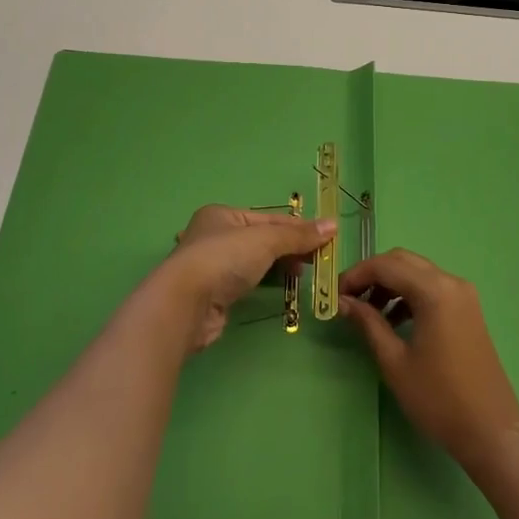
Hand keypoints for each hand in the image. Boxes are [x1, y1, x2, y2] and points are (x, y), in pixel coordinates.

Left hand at [154, 205, 335, 351]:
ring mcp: (213, 266)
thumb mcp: (266, 240)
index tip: (327, 239)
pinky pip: (247, 282)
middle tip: (318, 260)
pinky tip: (282, 288)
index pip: (270, 218)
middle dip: (290, 248)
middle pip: (262, 240)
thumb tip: (333, 226)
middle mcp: (215, 236)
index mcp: (223, 215)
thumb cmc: (224, 259)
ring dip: (280, 267)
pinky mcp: (214, 294)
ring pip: (255, 262)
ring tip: (304, 275)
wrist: (185, 304)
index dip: (299, 228)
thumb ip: (298, 235)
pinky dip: (266, 283)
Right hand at [341, 249, 518, 475]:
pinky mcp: (468, 309)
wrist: (491, 431)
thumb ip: (368, 323)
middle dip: (372, 274)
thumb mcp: (395, 361)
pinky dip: (409, 295)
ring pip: (417, 273)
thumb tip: (342, 301)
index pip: (386, 265)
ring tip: (367, 313)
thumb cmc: (438, 398)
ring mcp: (463, 294)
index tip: (334, 293)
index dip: (356, 275)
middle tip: (348, 298)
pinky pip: (432, 288)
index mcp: (434, 291)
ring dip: (390, 284)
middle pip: (403, 261)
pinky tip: (393, 320)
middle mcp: (451, 282)